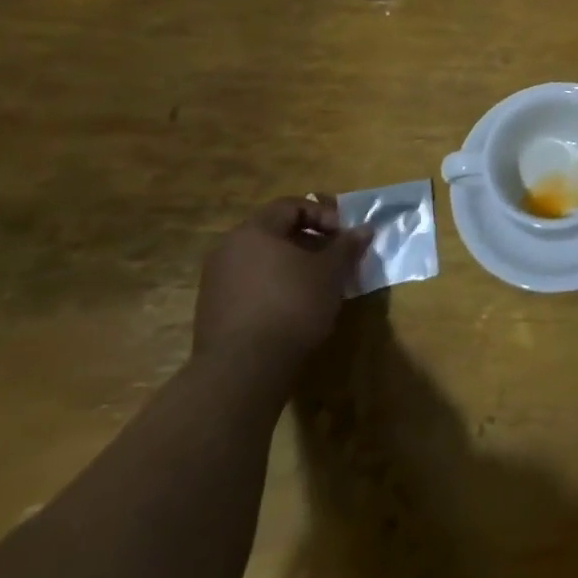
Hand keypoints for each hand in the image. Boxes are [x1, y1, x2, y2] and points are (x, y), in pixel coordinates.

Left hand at [194, 197, 366, 370]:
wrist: (242, 371)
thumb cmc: (291, 305)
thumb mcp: (331, 272)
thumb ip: (347, 246)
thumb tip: (365, 229)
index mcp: (254, 231)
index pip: (291, 206)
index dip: (322, 214)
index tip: (342, 235)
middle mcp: (229, 249)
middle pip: (275, 232)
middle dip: (309, 241)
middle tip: (333, 257)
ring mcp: (216, 282)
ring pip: (262, 260)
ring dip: (292, 265)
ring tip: (317, 284)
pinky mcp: (212, 312)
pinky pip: (250, 285)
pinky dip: (274, 287)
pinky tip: (293, 308)